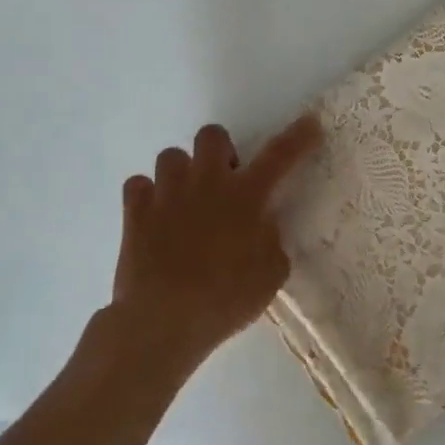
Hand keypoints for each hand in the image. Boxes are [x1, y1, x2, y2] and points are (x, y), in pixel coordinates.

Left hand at [110, 115, 322, 376]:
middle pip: (212, 135)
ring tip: (185, 199)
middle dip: (220, 150)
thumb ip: (271, 241)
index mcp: (247, 196)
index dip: (298, 137)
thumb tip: (263, 227)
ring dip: (182, 173)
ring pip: (171, 155)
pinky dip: (147, 195)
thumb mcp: (271, 274)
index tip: (309, 124)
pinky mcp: (135, 212)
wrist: (164, 320)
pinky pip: (138, 185)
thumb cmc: (226, 299)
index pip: (280, 155)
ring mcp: (167, 194)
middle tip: (224, 178)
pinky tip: (154, 215)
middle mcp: (207, 183)